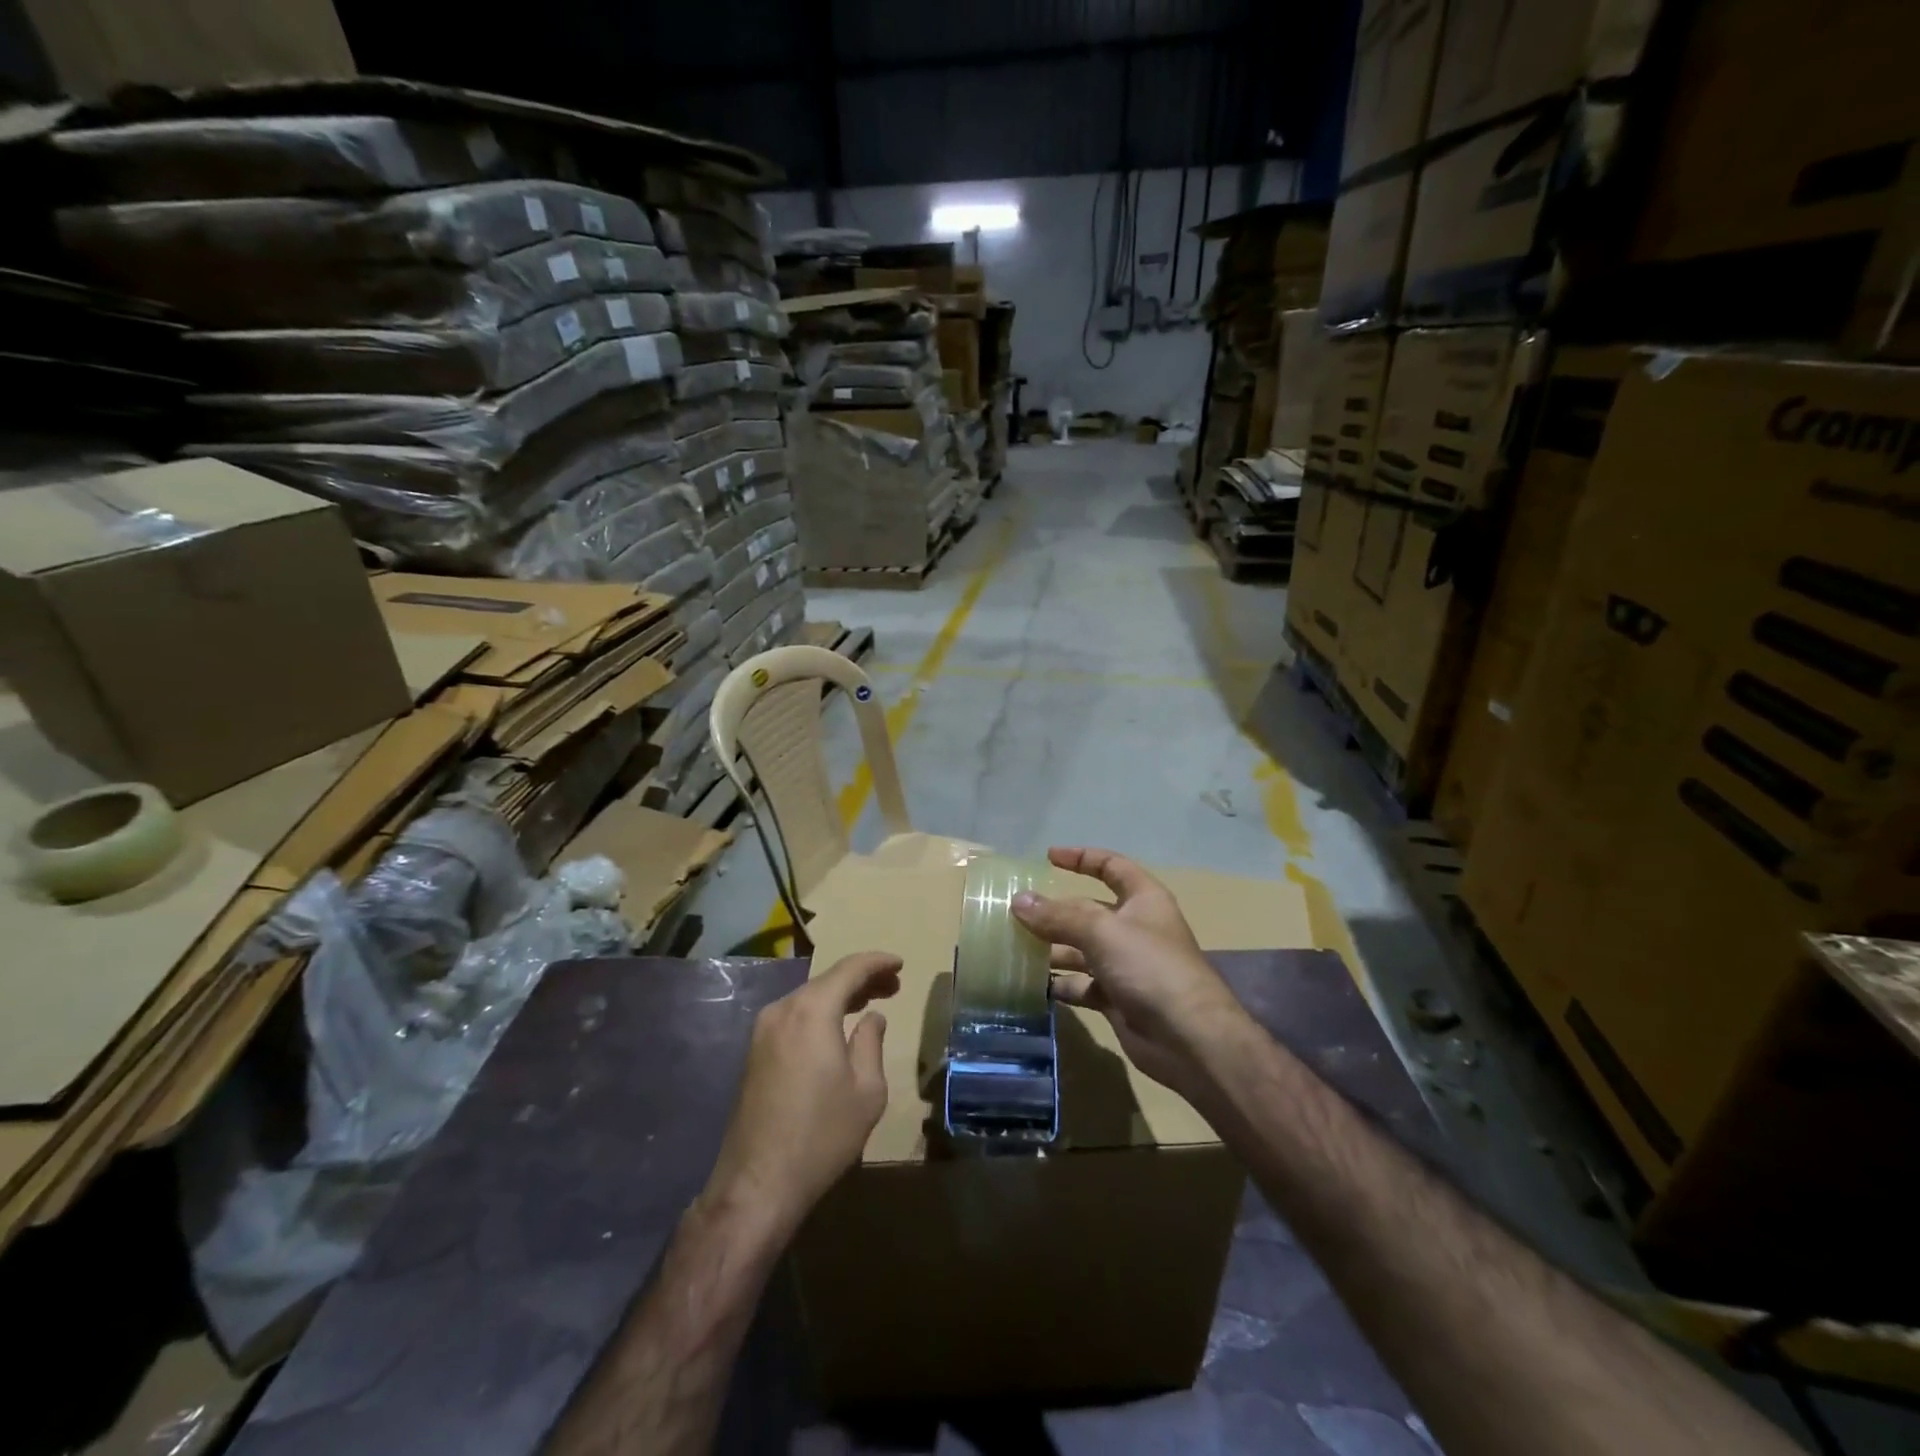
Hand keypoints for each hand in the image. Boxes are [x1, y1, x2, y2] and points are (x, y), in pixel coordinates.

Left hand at [704, 952, 900, 1240]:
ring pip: (809, 998)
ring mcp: (763, 1031)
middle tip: (893, 985)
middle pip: (827, 980)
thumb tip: (872, 1018)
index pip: (849, 969)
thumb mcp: (866, 1091)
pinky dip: (821, 1012)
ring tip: (870, 1002)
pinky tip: (838, 1026)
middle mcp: (783, 1010)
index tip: (900, 964)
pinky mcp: (755, 1052)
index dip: (877, 962)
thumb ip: (871, 1043)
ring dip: (840, 995)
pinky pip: (795, 1016)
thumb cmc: (822, 1135)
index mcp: (812, 1011)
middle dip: (861, 979)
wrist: (758, 1184)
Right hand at [1011, 847, 1250, 1100]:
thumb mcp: (1102, 931)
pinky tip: (1033, 985)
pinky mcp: (1118, 998)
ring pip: (1081, 949)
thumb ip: (1058, 916)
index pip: (1111, 866)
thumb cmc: (1150, 967)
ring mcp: (1126, 965)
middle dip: (1054, 912)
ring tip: (1014, 950)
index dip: (1081, 858)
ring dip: (1052, 949)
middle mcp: (1135, 927)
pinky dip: (1061, 983)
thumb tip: (1018, 901)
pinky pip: (1082, 984)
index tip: (1048, 857)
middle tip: (1013, 914)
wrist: (1189, 1039)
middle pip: (1088, 911)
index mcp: (1143, 899)